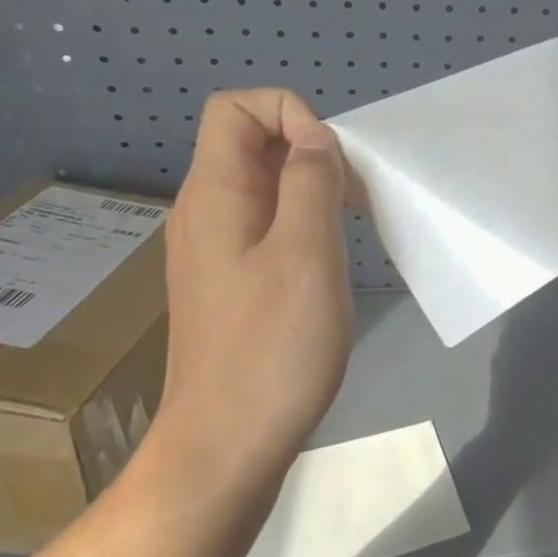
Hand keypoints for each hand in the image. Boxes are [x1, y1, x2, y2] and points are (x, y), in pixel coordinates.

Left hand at [151, 89, 354, 510]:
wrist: (225, 448)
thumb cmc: (272, 347)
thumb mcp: (306, 252)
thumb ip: (311, 181)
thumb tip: (316, 139)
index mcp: (213, 194)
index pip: (235, 108)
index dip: (289, 113)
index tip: (330, 161)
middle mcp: (204, 212)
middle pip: (250, 144)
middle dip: (309, 151)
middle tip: (353, 198)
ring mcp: (213, 251)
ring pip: (263, 187)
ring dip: (310, 190)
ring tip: (348, 229)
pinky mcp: (228, 284)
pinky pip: (264, 227)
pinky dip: (301, 225)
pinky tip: (327, 264)